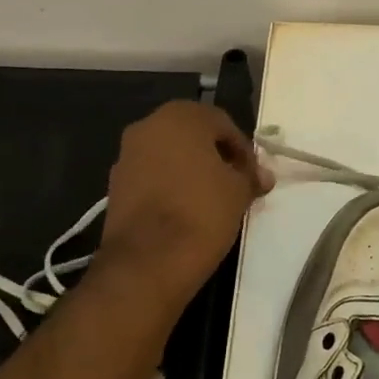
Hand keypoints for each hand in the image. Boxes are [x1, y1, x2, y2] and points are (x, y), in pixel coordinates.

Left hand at [97, 101, 271, 311]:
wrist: (148, 261)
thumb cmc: (202, 212)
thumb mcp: (239, 192)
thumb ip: (250, 176)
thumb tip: (262, 176)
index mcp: (180, 117)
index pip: (222, 124)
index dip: (243, 150)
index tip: (253, 176)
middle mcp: (148, 126)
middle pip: (192, 135)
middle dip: (215, 156)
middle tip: (235, 183)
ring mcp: (127, 155)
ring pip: (169, 155)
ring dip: (191, 170)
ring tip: (212, 199)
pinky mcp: (115, 185)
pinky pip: (152, 176)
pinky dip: (170, 186)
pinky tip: (185, 210)